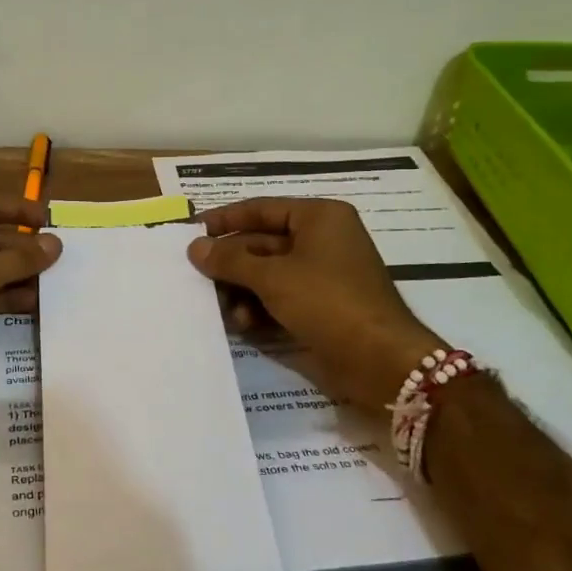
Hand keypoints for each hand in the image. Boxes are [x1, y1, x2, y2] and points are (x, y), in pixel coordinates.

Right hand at [187, 198, 446, 406]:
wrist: (380, 361)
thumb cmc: (328, 302)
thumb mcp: (273, 277)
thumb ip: (230, 260)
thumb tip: (194, 247)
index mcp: (318, 218)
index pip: (261, 209)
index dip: (225, 220)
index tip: (191, 232)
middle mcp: (321, 240)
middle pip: (261, 243)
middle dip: (230, 263)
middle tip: (195, 276)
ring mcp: (322, 275)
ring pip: (267, 274)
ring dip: (241, 290)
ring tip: (220, 308)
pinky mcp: (321, 306)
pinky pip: (280, 297)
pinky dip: (259, 308)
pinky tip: (243, 324)